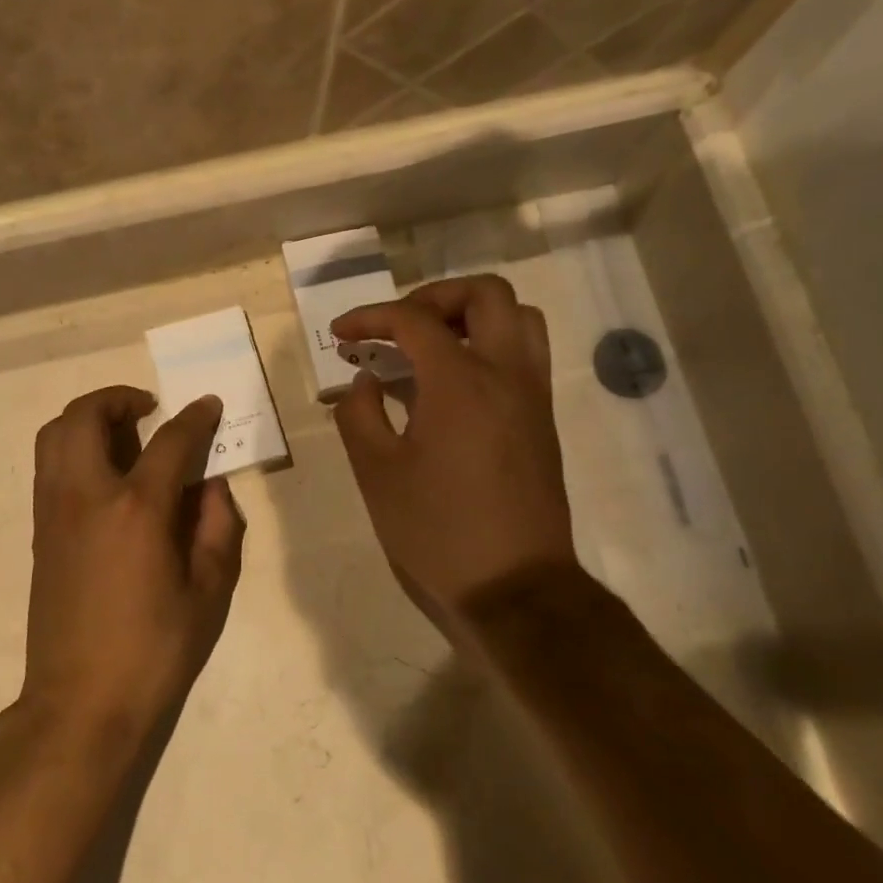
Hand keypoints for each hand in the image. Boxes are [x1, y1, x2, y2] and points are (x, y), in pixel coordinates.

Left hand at [22, 387, 246, 740]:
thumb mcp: (208, 592)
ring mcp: (54, 511)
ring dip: (88, 418)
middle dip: (119, 398)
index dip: (195, 417)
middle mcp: (87, 496)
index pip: (170, 441)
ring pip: (55, 434)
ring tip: (123, 434)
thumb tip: (211, 486)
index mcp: (136, 510)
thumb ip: (217, 527)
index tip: (209, 405)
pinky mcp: (39, 531)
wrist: (80, 702)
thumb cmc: (154, 651)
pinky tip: (104, 475)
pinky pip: (49, 465)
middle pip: (87, 416)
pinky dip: (72, 447)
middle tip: (149, 410)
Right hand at [331, 275, 576, 631]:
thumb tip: (364, 381)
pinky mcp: (543, 419)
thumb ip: (359, 414)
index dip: (370, 318)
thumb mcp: (376, 474)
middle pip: (486, 294)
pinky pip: (525, 353)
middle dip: (433, 296)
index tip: (340, 335)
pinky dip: (491, 343)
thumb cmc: (437, 531)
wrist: (514, 587)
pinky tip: (454, 382)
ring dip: (472, 314)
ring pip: (518, 318)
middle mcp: (506, 374)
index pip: (414, 320)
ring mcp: (533, 395)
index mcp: (460, 383)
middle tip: (397, 326)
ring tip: (431, 343)